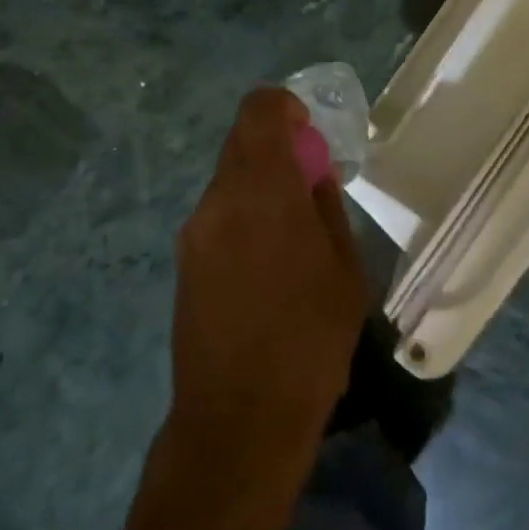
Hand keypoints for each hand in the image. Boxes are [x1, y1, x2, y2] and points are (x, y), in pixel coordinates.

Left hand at [170, 88, 369, 456]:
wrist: (237, 422)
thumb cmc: (308, 340)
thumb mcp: (344, 270)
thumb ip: (327, 208)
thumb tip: (313, 177)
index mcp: (263, 188)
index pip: (260, 109)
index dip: (285, 107)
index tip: (309, 134)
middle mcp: (219, 198)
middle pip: (242, 141)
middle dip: (276, 147)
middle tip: (307, 183)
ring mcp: (195, 230)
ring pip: (229, 178)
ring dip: (259, 183)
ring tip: (290, 232)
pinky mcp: (183, 261)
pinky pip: (217, 214)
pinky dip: (243, 213)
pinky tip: (265, 262)